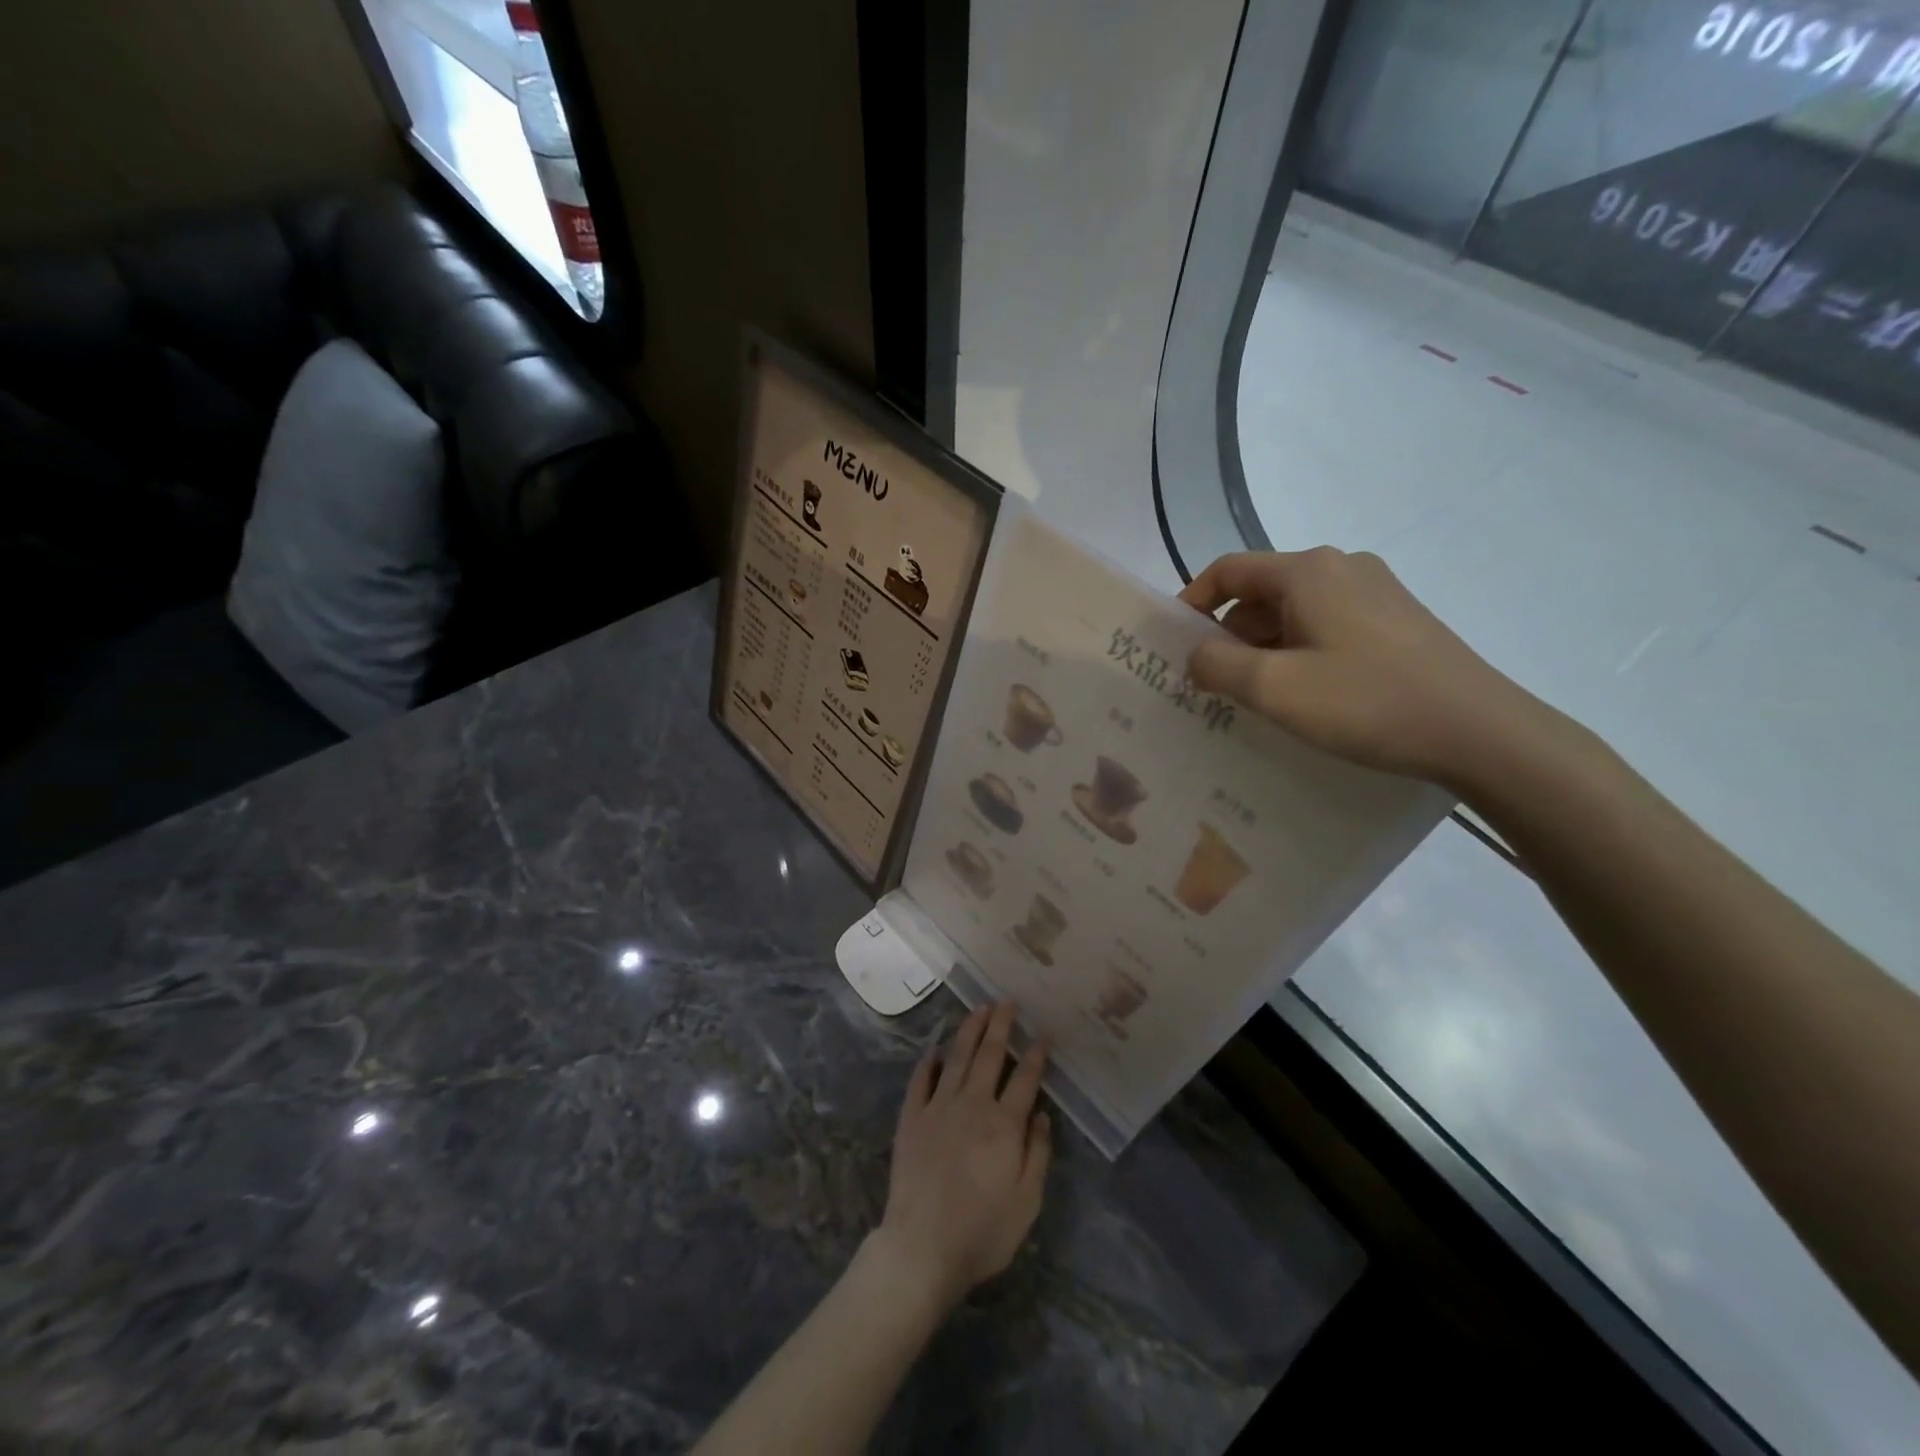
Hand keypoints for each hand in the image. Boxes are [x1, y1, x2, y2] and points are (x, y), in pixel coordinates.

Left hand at [872, 1003, 1051, 1311]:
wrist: (922, 1246)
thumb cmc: (982, 1231)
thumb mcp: (1026, 1202)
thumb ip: (1038, 1154)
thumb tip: (1042, 1115)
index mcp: (1004, 1125)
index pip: (1025, 1079)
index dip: (1035, 1055)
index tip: (1042, 1035)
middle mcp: (972, 1105)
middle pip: (990, 1056)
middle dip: (1001, 1026)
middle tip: (1007, 1002)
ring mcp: (938, 1108)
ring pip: (957, 1058)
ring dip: (969, 1031)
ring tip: (979, 1009)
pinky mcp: (912, 1118)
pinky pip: (921, 1080)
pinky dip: (929, 1062)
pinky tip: (936, 1050)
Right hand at [1178, 548, 1559, 790]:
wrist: (1479, 731)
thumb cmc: (1366, 702)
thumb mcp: (1273, 688)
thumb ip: (1216, 665)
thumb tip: (1197, 654)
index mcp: (1307, 572)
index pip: (1228, 570)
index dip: (1192, 602)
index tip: (1175, 645)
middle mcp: (1341, 567)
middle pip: (1261, 592)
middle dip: (1229, 634)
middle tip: (1213, 684)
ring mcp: (1376, 592)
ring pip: (1295, 611)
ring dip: (1265, 648)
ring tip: (1257, 697)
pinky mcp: (1398, 620)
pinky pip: (1327, 626)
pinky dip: (1300, 652)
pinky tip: (1307, 695)